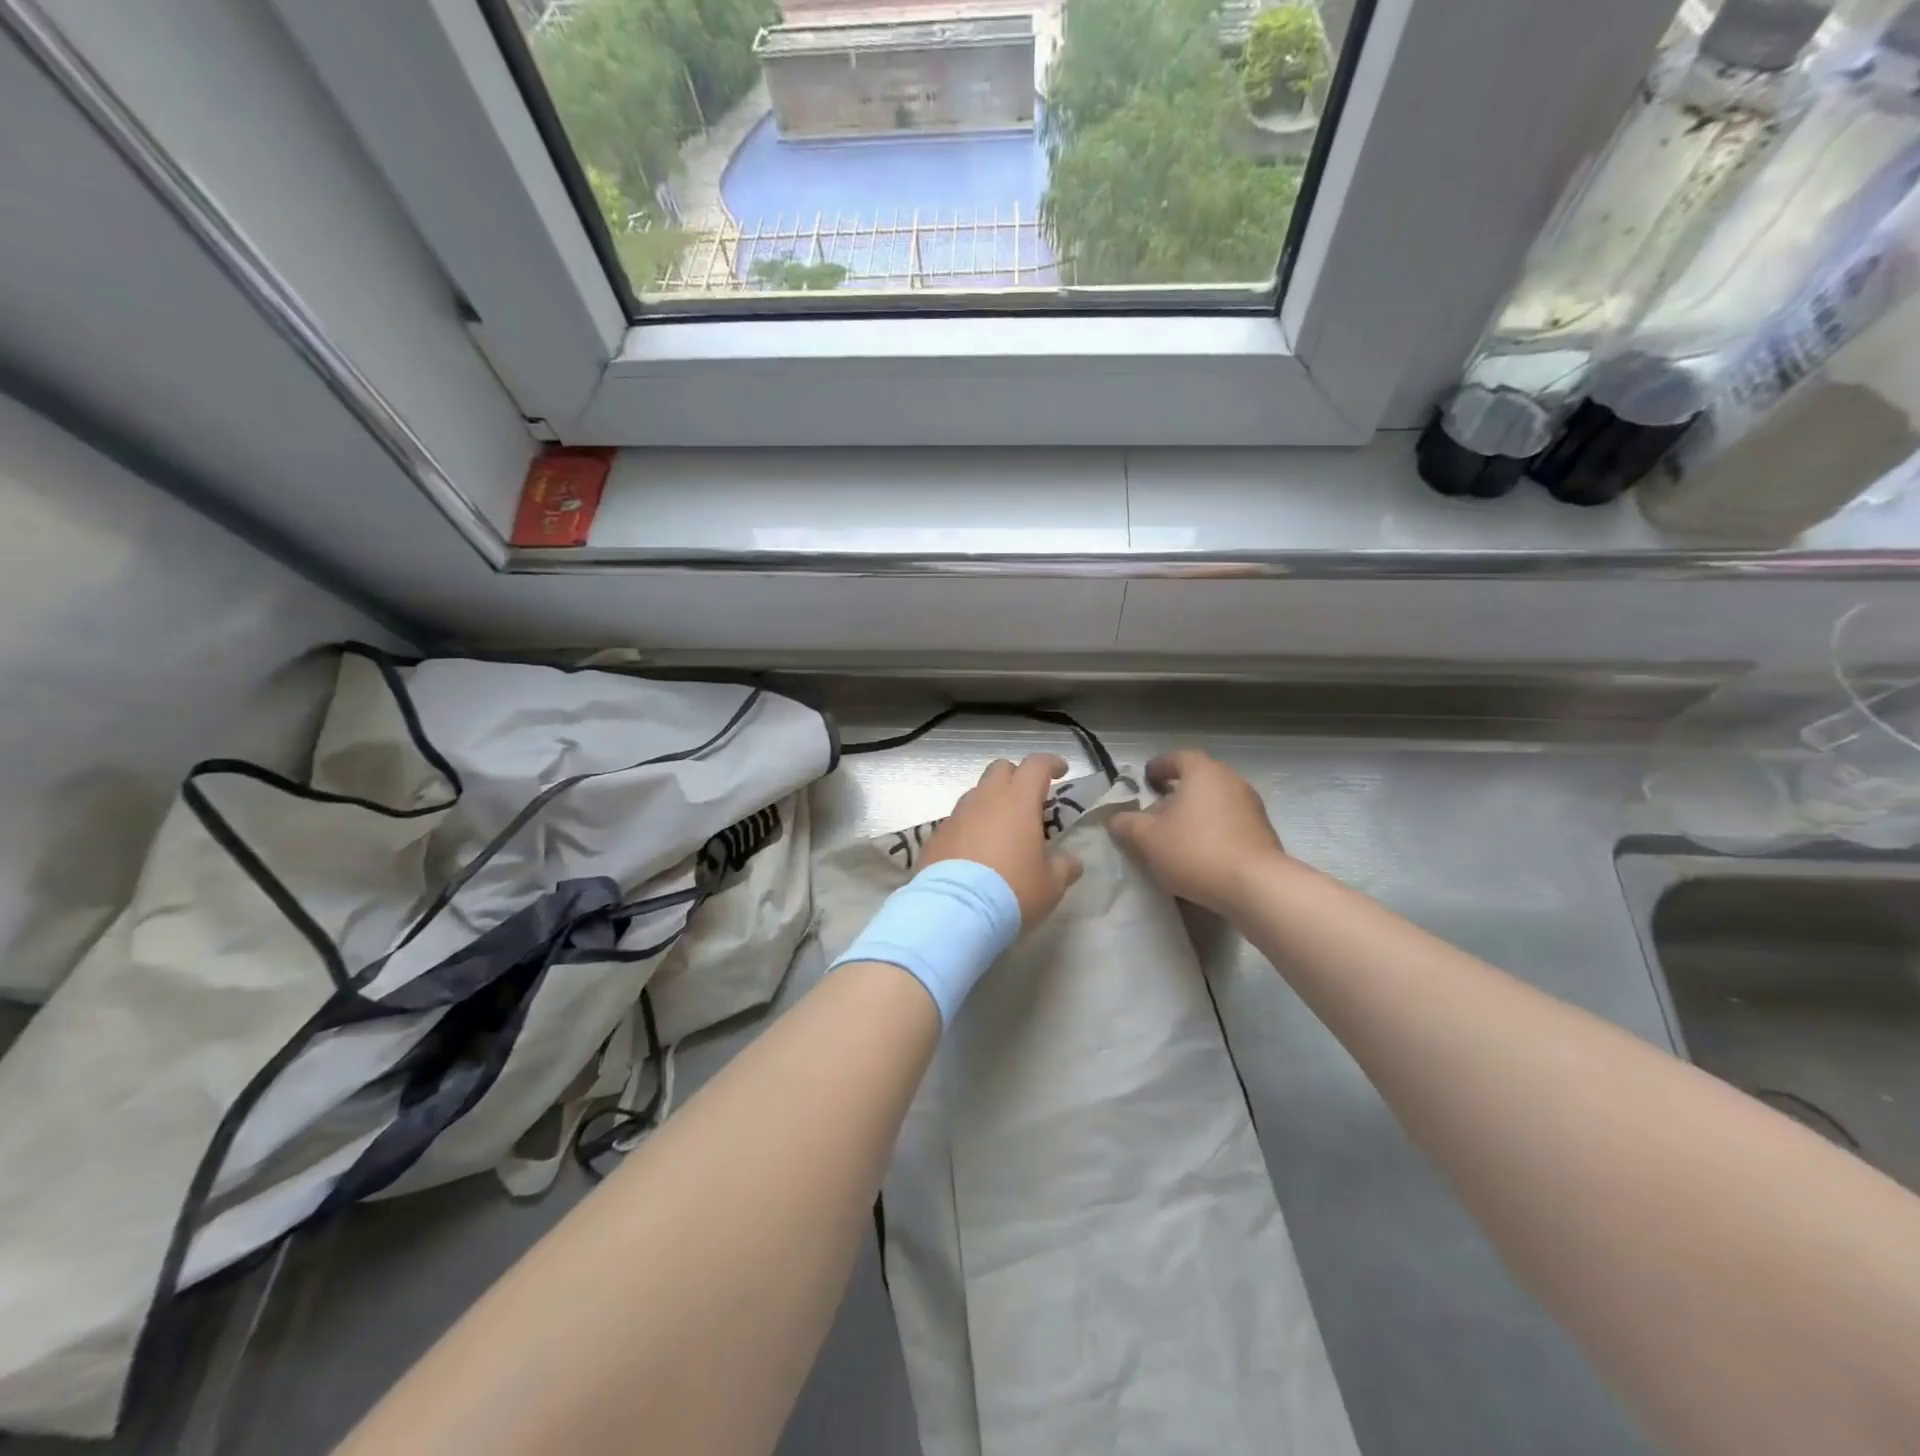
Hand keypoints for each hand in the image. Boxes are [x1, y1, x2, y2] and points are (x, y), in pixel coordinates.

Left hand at [920, 755, 1083, 925]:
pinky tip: (975, 853)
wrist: (953, 911)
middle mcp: (985, 799)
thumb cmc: (1011, 892)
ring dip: (991, 803)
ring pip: (976, 794)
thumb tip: (1071, 862)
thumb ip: (1064, 868)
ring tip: (1001, 831)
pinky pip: (957, 821)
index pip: (1036, 765)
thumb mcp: (1050, 886)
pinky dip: (970, 827)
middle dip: (1016, 777)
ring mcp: (956, 815)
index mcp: (1018, 801)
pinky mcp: (935, 836)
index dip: (1051, 763)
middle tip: (1028, 800)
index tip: (1060, 771)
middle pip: (1000, 769)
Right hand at [1108, 749, 1285, 913]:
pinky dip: (1212, 830)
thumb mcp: (1147, 839)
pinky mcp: (1263, 833)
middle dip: (1175, 793)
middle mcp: (1231, 781)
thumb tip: (1115, 818)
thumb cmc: (1195, 851)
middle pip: (1198, 779)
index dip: (1158, 766)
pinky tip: (1200, 853)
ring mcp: (1252, 807)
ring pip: (1215, 802)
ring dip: (1194, 813)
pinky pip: (1230, 823)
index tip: (1144, 780)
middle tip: (1155, 811)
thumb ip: (1126, 824)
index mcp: (1203, 772)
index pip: (1177, 757)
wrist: (1256, 887)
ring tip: (1175, 836)